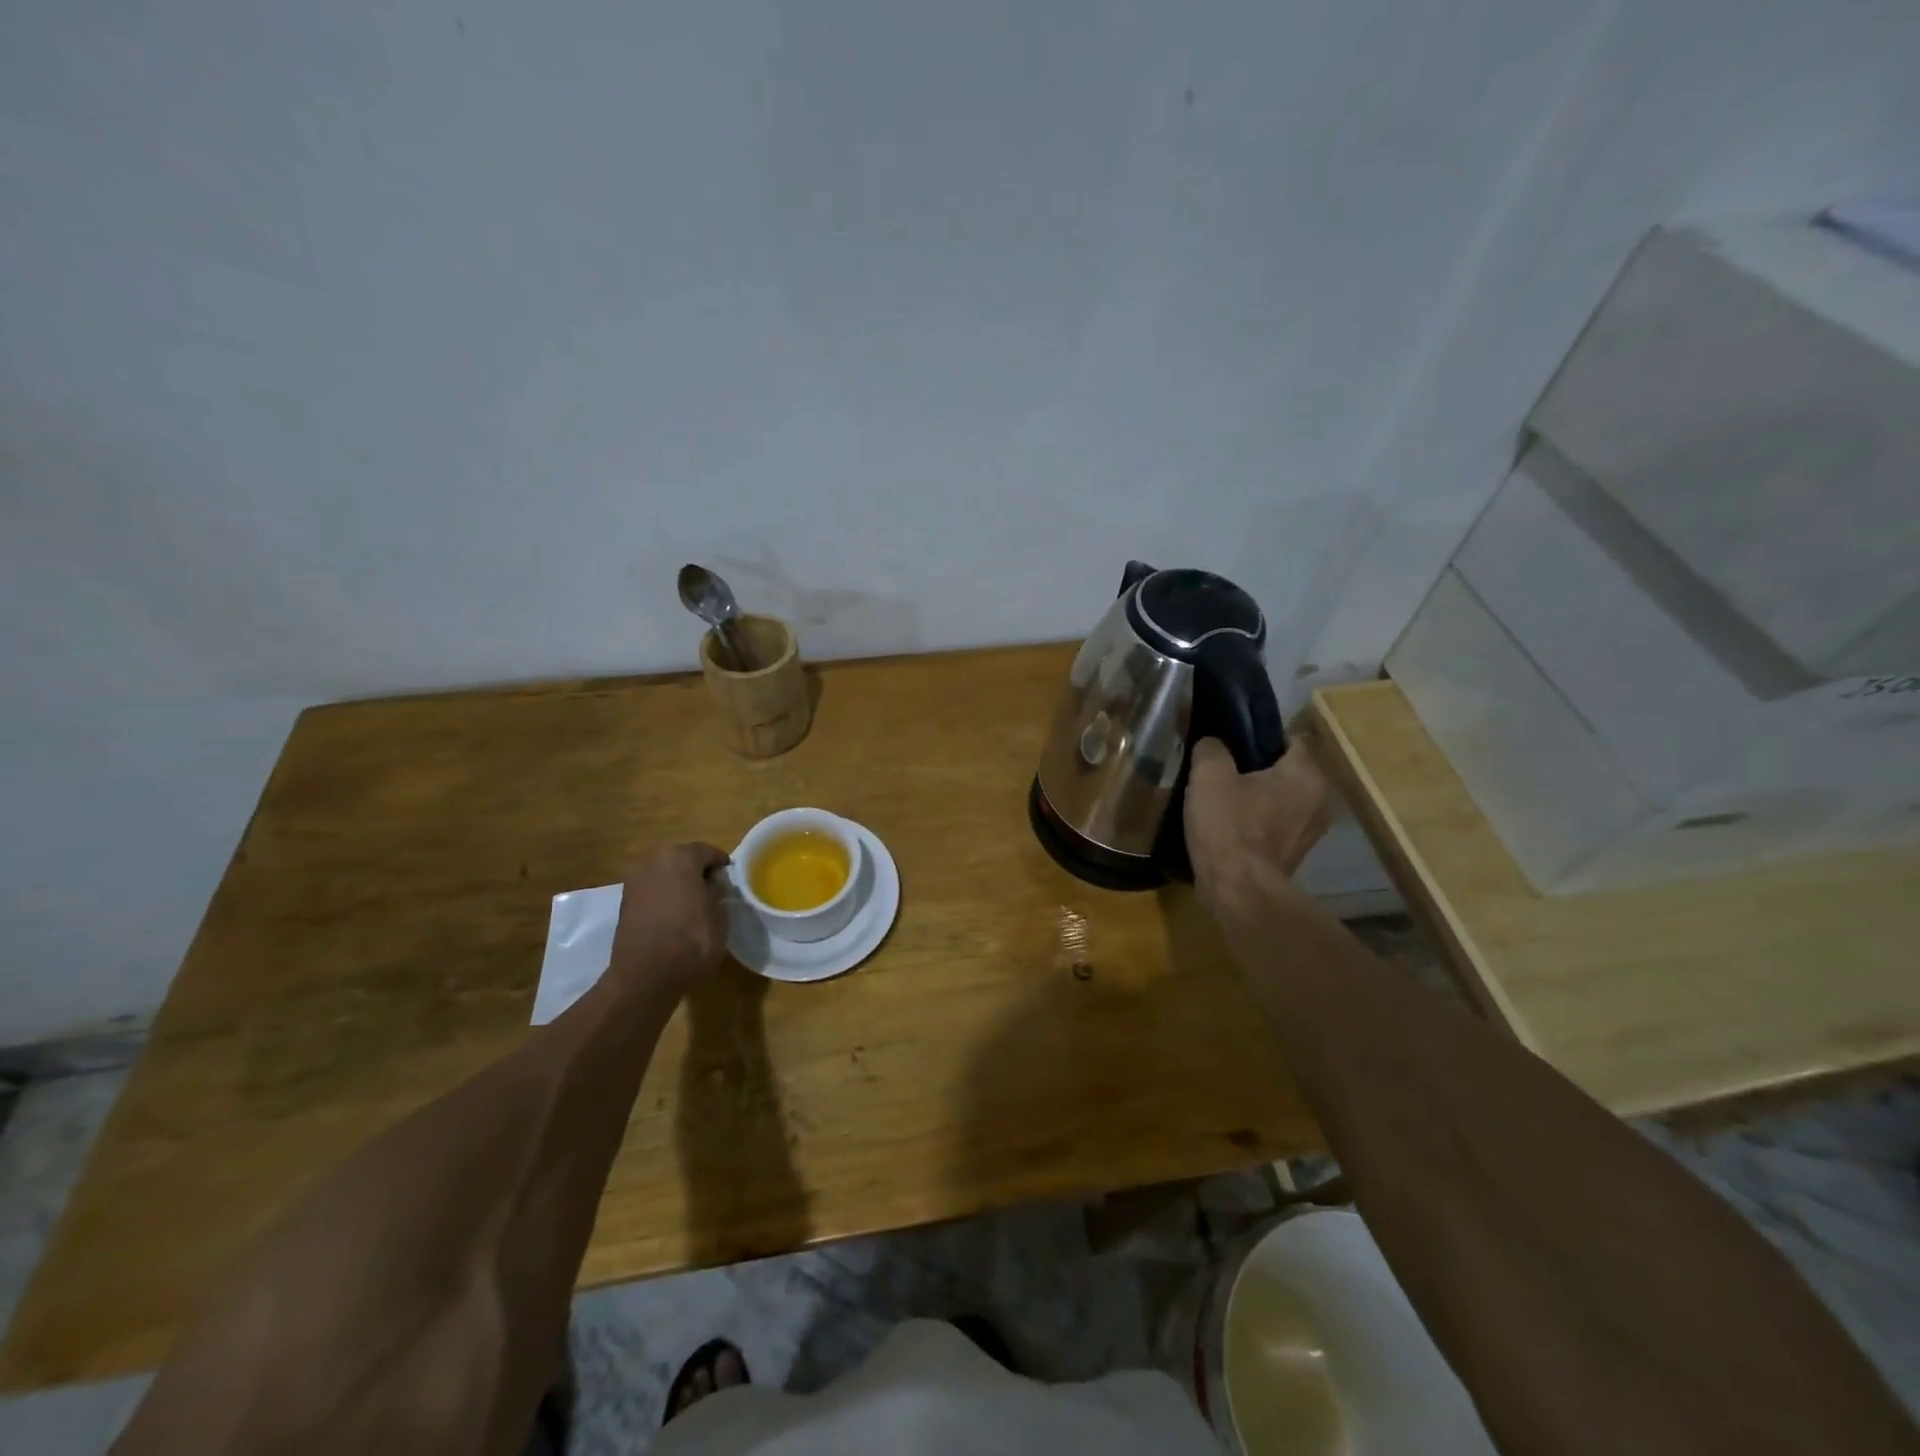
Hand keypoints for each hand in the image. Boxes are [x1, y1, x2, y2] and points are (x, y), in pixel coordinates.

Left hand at [607, 842, 731, 995]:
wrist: (645, 976)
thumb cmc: (691, 940)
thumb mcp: (720, 916)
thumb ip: (718, 892)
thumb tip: (713, 885)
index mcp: (681, 858)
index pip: (707, 851)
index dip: (721, 863)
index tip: (729, 877)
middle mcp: (654, 861)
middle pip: (681, 859)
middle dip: (696, 871)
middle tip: (712, 889)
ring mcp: (635, 881)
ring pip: (664, 874)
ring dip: (677, 884)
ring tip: (692, 903)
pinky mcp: (624, 902)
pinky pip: (651, 891)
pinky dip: (663, 897)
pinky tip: (674, 915)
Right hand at [1184, 735, 1332, 902]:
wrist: (1238, 890)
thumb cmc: (1229, 826)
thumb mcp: (1209, 776)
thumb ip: (1211, 749)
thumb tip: (1212, 744)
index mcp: (1306, 774)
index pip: (1287, 739)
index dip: (1256, 736)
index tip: (1228, 742)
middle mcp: (1319, 800)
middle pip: (1283, 771)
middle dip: (1253, 769)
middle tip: (1218, 771)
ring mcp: (1309, 833)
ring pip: (1278, 801)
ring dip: (1253, 798)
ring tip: (1219, 800)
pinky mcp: (1294, 856)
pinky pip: (1273, 827)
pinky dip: (1254, 824)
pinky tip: (1226, 827)